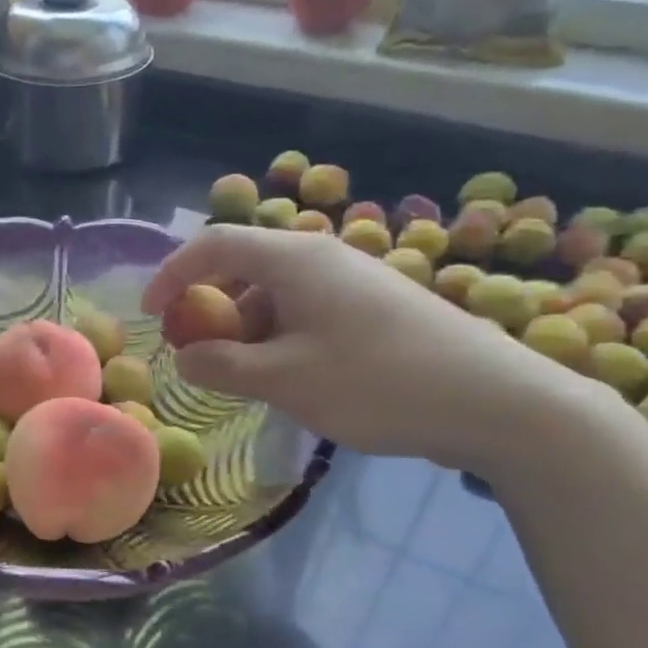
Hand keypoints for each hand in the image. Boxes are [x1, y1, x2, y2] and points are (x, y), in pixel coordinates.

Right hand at [142, 226, 604, 474]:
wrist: (498, 402)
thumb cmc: (378, 382)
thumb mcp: (286, 380)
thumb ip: (222, 367)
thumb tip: (183, 358)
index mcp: (294, 259)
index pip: (212, 245)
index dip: (171, 275)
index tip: (150, 316)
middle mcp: (321, 257)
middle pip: (242, 269)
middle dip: (207, 310)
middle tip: (194, 355)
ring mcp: (351, 281)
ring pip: (274, 295)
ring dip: (244, 331)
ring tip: (243, 379)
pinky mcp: (372, 308)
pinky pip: (304, 312)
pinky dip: (278, 338)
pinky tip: (289, 378)